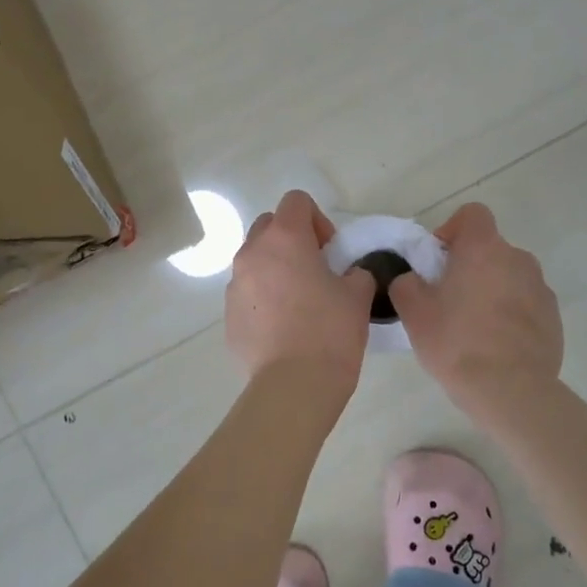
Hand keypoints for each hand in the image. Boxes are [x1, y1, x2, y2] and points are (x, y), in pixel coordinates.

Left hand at [225, 190, 375, 389]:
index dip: (318, 219)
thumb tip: (349, 274)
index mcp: (284, 239)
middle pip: (269, 225)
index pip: (296, 201)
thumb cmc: (330, 331)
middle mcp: (252, 254)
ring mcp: (235, 285)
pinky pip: (247, 293)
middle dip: (292, 239)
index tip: (331, 251)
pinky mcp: (228, 315)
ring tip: (299, 302)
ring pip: (255, 260)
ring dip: (275, 268)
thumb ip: (356, 272)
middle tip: (315, 269)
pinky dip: (264, 298)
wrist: (293, 385)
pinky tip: (284, 328)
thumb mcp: (358, 295)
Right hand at [390, 203, 562, 405]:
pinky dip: (511, 314)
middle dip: (469, 266)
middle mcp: (518, 259)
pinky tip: (496, 345)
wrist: (511, 391)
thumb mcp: (413, 312)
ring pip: (508, 277)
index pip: (472, 214)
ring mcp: (541, 288)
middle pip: (489, 249)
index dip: (452, 230)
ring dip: (491, 290)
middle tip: (448, 300)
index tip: (438, 260)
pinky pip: (525, 304)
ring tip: (473, 327)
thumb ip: (406, 283)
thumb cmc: (457, 343)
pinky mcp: (553, 318)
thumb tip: (413, 279)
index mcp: (484, 249)